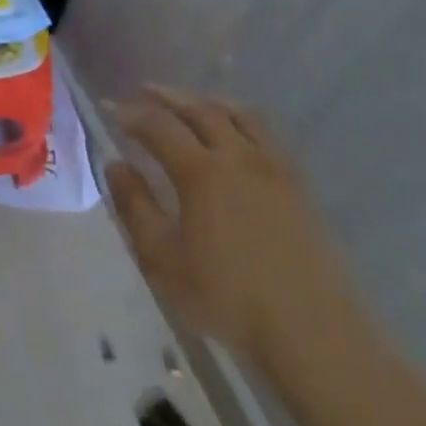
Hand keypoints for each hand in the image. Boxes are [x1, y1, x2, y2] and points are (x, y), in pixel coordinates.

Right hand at [105, 88, 367, 369]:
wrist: (314, 335)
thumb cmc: (228, 299)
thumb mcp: (163, 260)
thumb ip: (135, 207)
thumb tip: (117, 165)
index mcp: (201, 172)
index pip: (159, 126)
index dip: (131, 113)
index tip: (110, 108)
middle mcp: (237, 157)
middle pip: (199, 110)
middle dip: (168, 97)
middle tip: (144, 91)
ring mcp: (273, 169)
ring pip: (238, 114)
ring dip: (207, 101)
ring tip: (189, 102)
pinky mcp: (298, 186)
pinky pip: (266, 134)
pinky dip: (240, 118)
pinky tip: (235, 133)